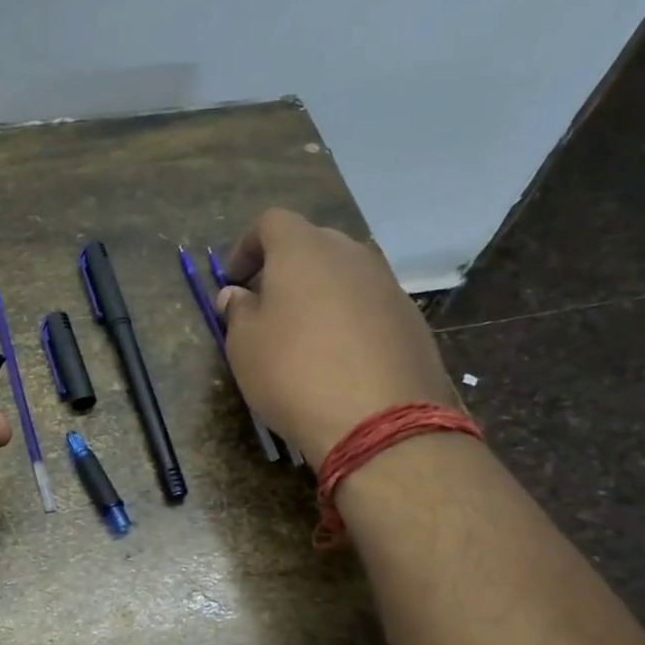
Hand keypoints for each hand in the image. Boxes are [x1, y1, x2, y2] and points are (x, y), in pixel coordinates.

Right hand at [216, 208, 459, 460]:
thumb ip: (238, 312)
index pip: (271, 222)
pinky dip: (349, 319)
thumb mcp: (244, 346)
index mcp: (303, 250)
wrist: (380, 422)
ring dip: (319, 294)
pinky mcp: (412, 319)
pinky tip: (339, 358)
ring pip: (344, 275)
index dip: (246, 246)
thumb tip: (238, 295)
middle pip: (312, 244)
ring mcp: (388, 285)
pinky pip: (369, 305)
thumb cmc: (294, 374)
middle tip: (265, 306)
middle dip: (284, 268)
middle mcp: (351, 255)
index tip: (232, 281)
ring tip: (302, 335)